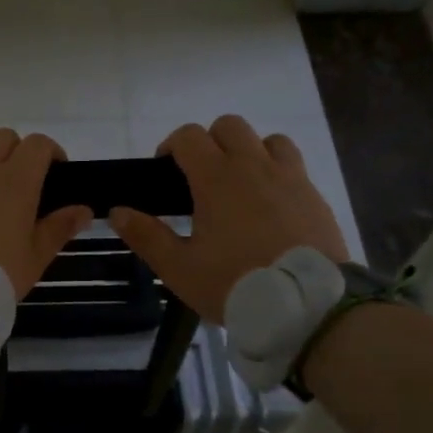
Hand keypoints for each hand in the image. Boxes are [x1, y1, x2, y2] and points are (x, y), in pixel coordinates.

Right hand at [109, 115, 349, 322]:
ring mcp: (290, 178)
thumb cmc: (235, 284)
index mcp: (217, 179)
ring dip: (249, 152)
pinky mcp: (315, 196)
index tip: (165, 171)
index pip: (189, 136)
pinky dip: (277, 173)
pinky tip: (271, 206)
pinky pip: (294, 166)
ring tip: (241, 186)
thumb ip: (147, 236)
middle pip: (229, 126)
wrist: (308, 306)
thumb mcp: (180, 269)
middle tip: (201, 178)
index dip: (172, 146)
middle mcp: (254, 166)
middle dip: (210, 142)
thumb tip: (117, 211)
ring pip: (268, 140)